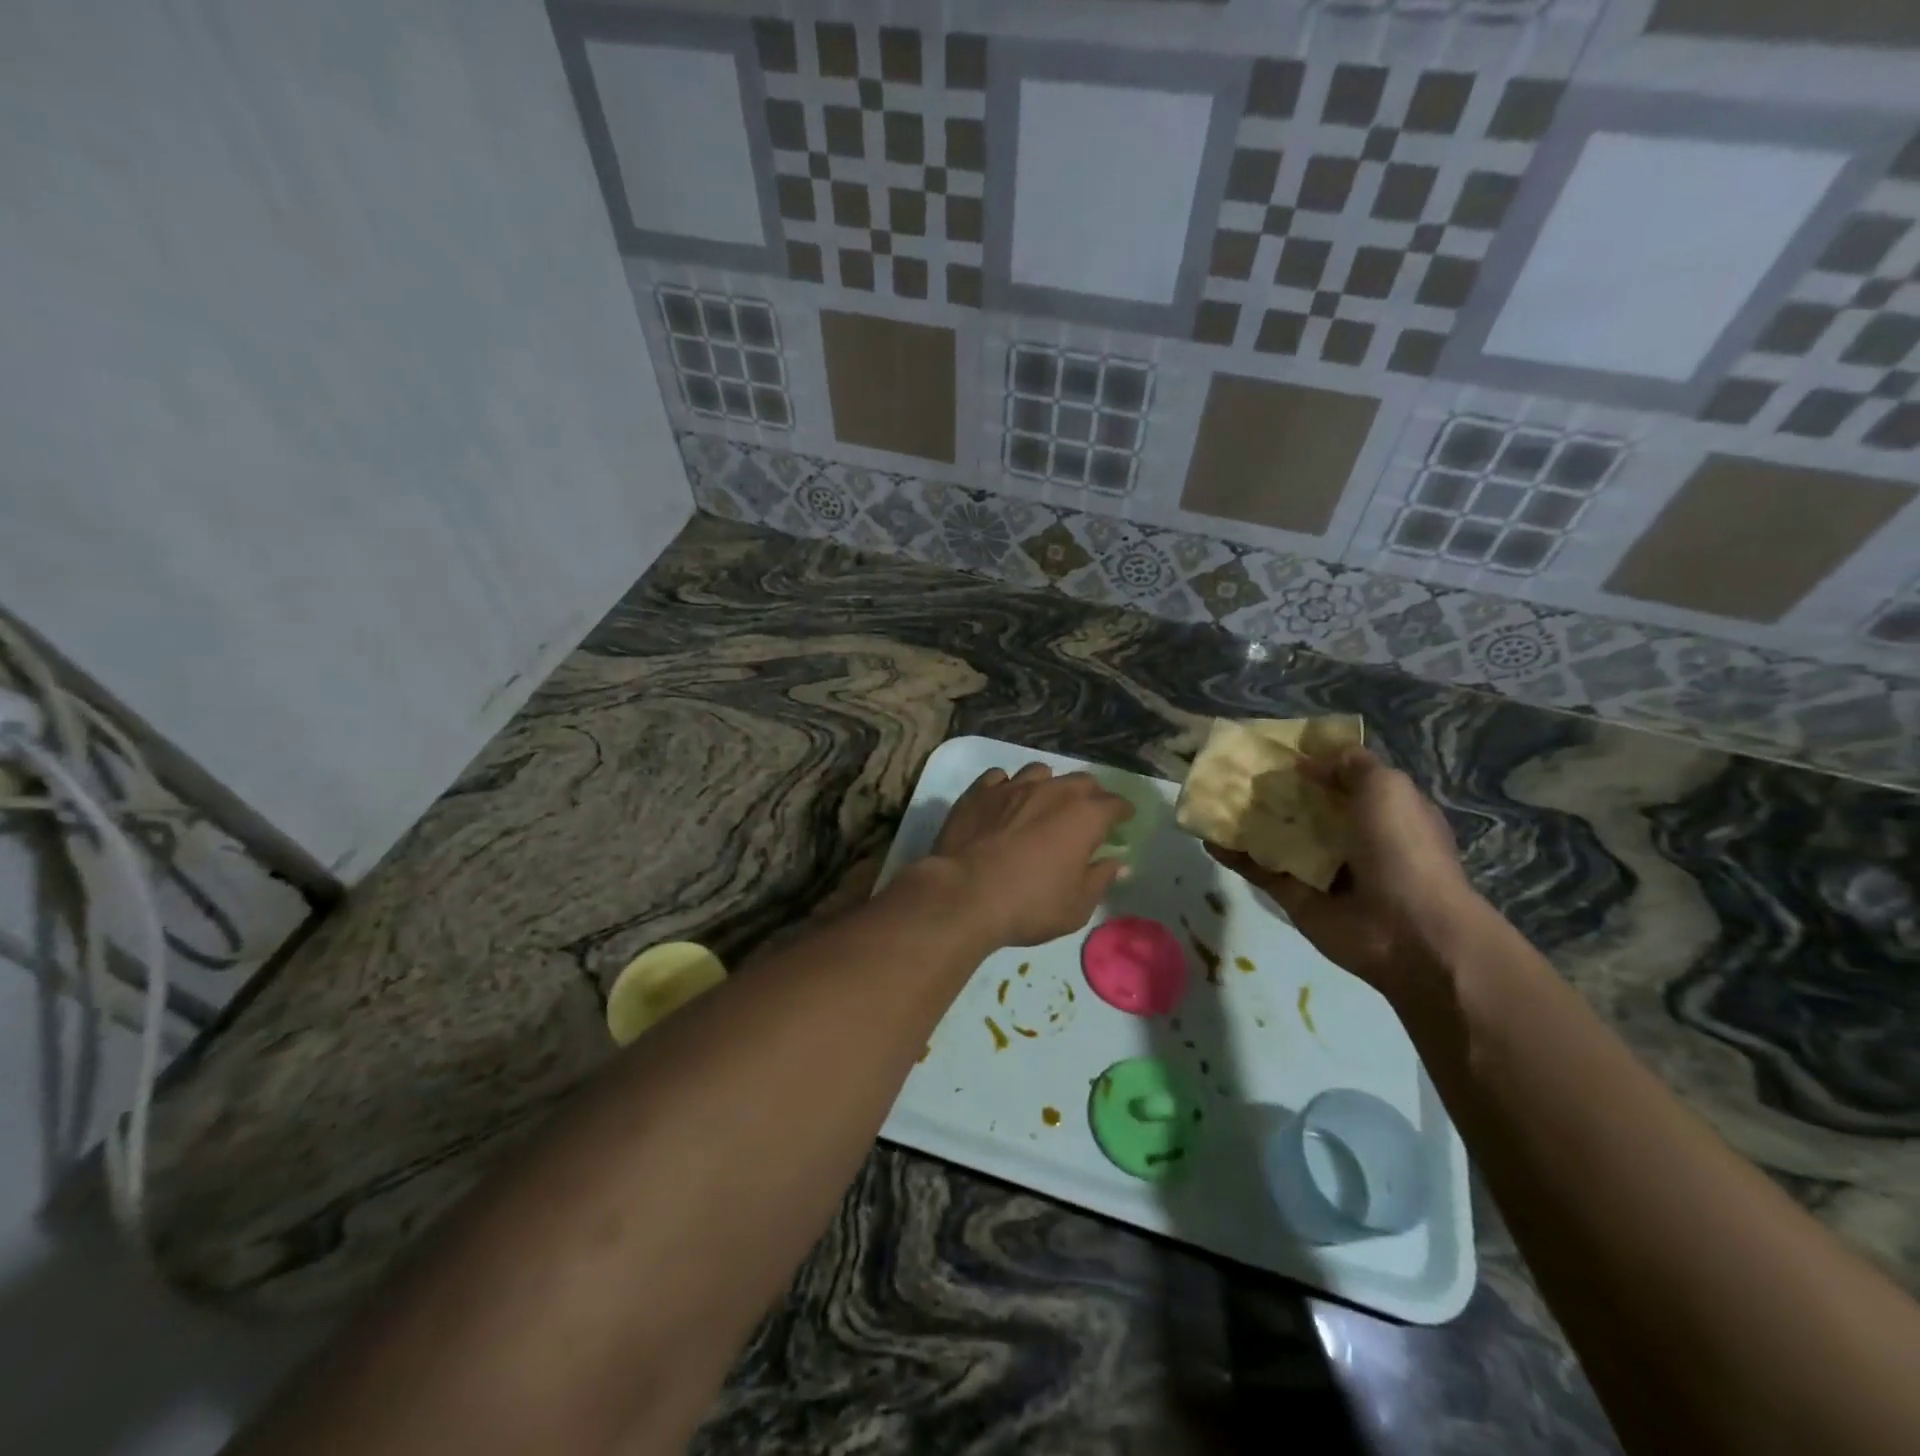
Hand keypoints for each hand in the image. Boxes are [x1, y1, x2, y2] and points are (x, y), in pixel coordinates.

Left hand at [929, 764, 1130, 948]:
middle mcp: (1052, 791)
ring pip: (1040, 772)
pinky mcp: (979, 791)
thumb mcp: (1077, 906)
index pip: (1114, 804)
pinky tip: (1005, 801)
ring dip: (1049, 784)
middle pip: (1081, 781)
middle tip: (1088, 813)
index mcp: (1084, 816)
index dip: (1122, 811)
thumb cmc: (1029, 905)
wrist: (964, 894)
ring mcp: (1013, 786)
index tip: (1124, 819)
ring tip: (1045, 801)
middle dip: (1090, 794)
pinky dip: (1008, 786)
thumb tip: (1118, 864)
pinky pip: (1000, 777)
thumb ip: (1100, 879)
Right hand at [1209, 747, 1479, 995]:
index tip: (1276, 747)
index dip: (1312, 762)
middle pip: (1303, 806)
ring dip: (1247, 819)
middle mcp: (1350, 837)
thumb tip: (1311, 760)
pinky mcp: (1294, 895)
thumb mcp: (1389, 789)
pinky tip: (1207, 837)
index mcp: (1380, 811)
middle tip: (1235, 770)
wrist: (1409, 932)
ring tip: (1213, 798)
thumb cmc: (1403, 849)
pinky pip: (1258, 869)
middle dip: (1273, 789)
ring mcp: (1319, 868)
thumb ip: (1352, 766)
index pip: (1340, 779)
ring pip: (1276, 836)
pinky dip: (1233, 855)